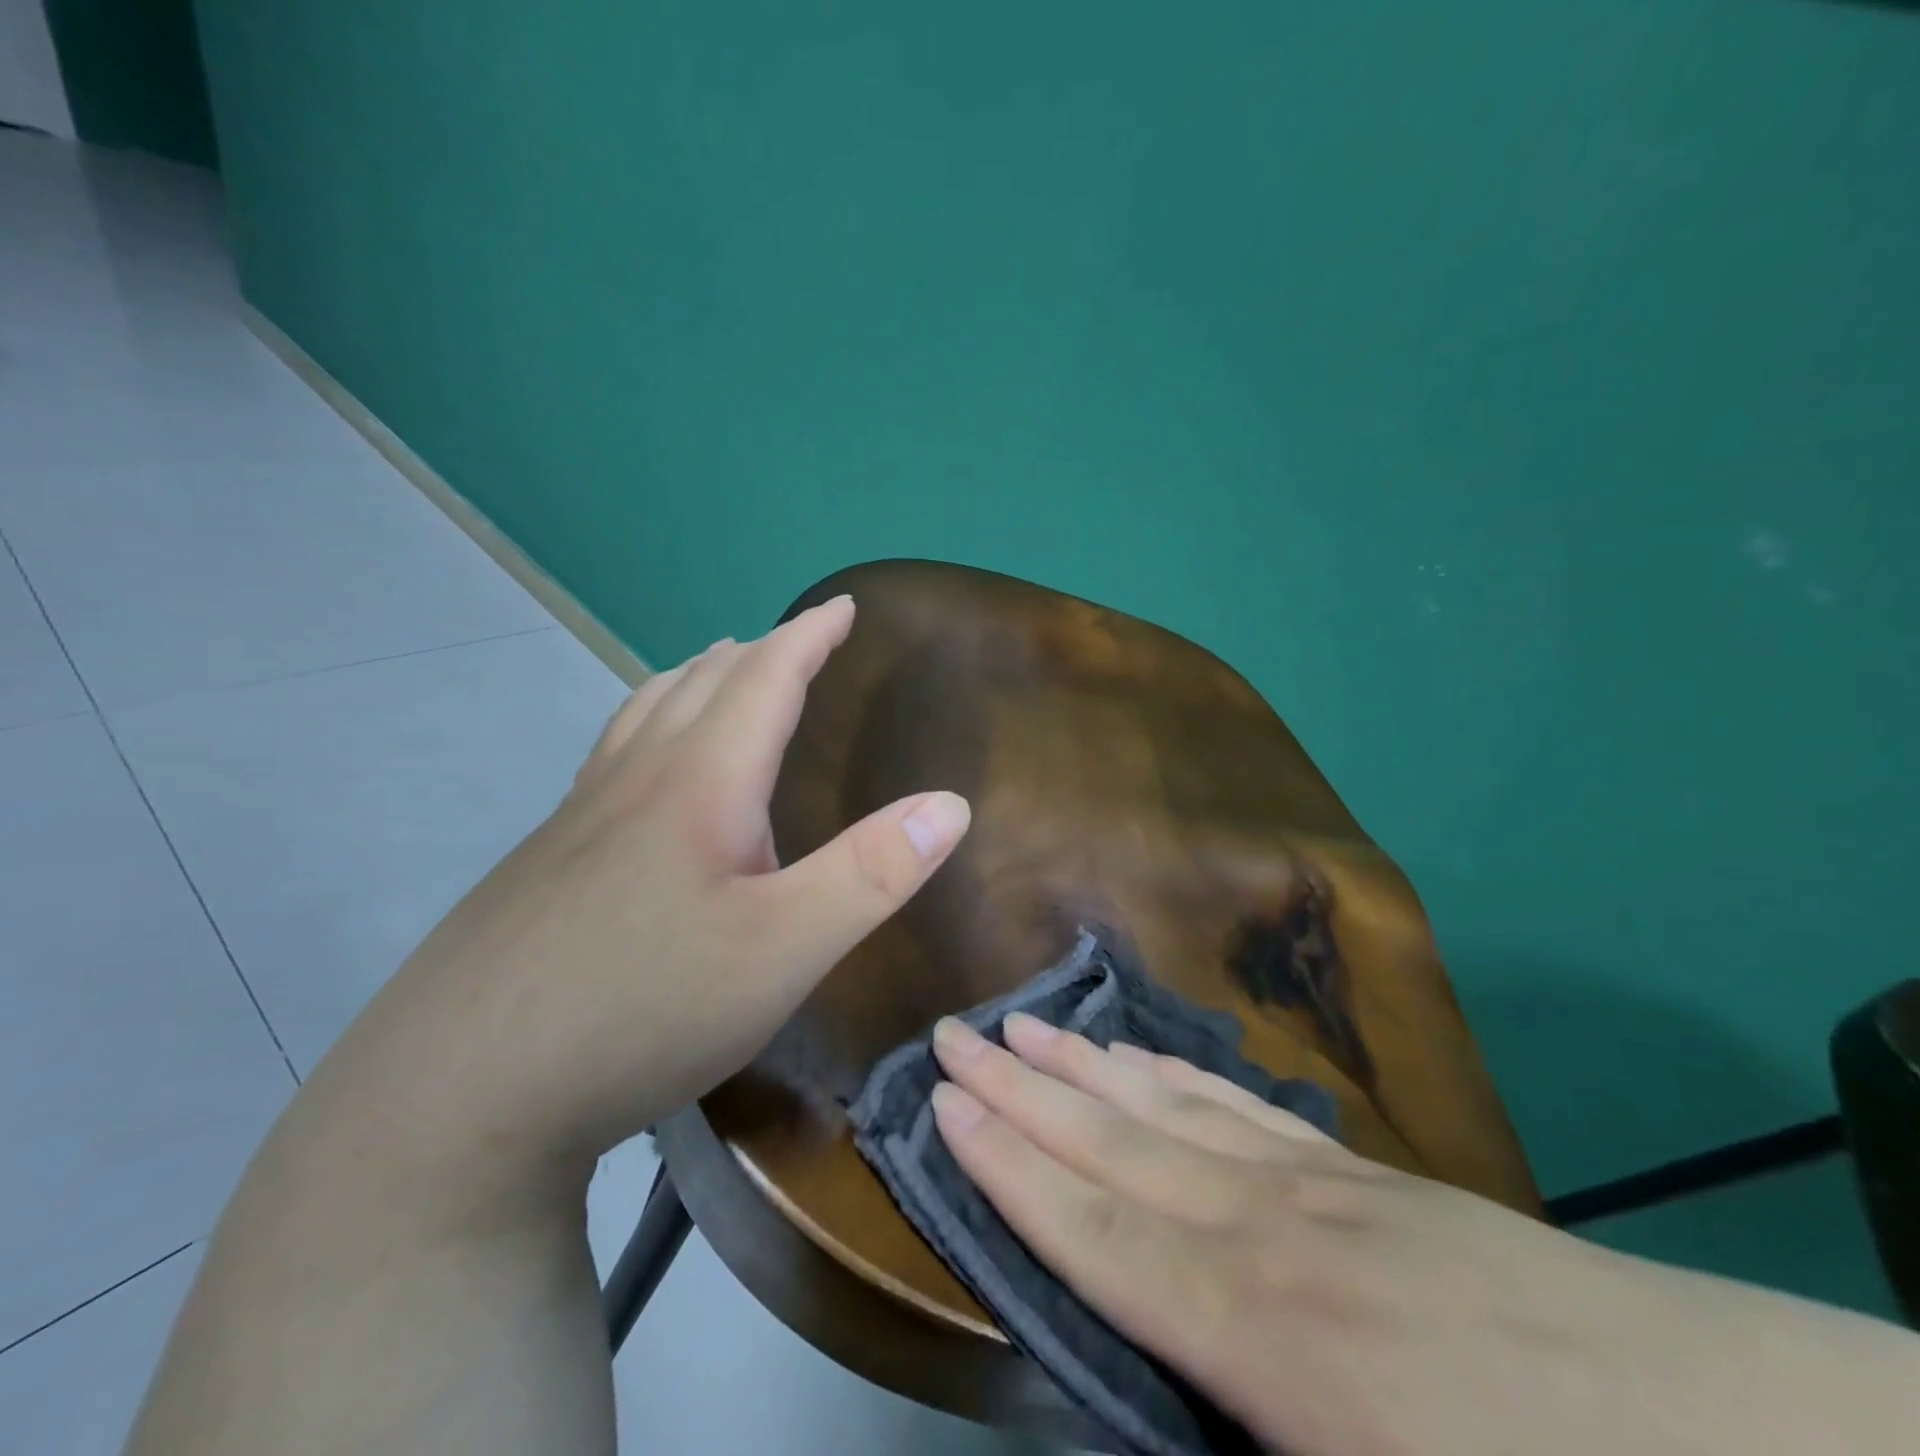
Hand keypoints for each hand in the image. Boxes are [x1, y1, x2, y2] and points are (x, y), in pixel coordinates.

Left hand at [308, 595, 972, 1199]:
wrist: (455, 1097)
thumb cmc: (644, 1008)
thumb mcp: (785, 949)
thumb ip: (872, 874)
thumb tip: (951, 805)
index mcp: (699, 782)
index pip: (764, 679)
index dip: (809, 637)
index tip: (842, 606)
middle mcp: (634, 781)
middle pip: (700, 684)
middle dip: (757, 651)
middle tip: (792, 638)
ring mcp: (578, 820)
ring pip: (644, 714)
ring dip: (693, 678)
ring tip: (718, 668)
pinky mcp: (544, 863)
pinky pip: (612, 758)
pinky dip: (649, 726)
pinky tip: (645, 770)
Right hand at [928, 1014, 1919, 1455]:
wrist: (1736, 1440)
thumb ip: (1238, 1449)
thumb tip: (1142, 1408)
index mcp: (1260, 1339)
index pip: (1096, 1233)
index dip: (1011, 1168)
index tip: (946, 1104)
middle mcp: (1266, 1234)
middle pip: (1114, 1149)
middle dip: (1024, 1091)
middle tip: (956, 1032)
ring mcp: (1314, 1187)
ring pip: (1167, 1110)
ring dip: (1087, 1067)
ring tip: (1025, 1024)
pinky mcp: (1358, 1171)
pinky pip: (1236, 1108)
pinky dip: (1172, 1076)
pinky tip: (1140, 1053)